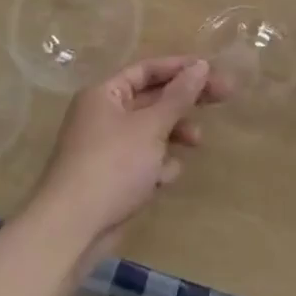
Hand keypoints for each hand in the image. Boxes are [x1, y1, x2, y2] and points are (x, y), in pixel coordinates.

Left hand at [27, 56, 226, 261]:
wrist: (71, 230)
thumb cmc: (112, 166)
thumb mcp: (151, 127)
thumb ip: (178, 96)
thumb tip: (201, 66)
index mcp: (105, 94)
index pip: (147, 70)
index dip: (181, 68)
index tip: (212, 70)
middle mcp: (103, 115)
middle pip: (152, 99)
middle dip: (185, 102)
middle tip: (224, 96)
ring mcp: (106, 148)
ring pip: (150, 131)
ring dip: (173, 135)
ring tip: (196, 143)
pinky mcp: (111, 178)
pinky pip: (142, 161)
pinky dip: (156, 166)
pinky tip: (163, 180)